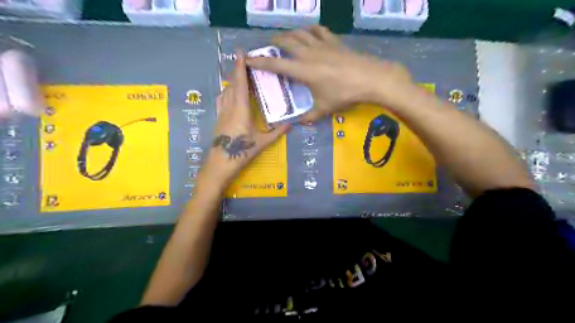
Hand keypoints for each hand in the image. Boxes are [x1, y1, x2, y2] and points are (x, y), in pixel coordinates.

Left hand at [201, 52, 292, 188]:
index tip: (240, 53)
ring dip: (232, 81)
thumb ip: (276, 133)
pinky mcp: (218, 118)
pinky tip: (230, 94)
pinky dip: (227, 92)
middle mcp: (229, 107)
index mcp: (241, 110)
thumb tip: (291, 124)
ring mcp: (222, 112)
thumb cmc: (241, 152)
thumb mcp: (261, 143)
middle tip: (245, 62)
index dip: (240, 67)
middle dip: (237, 71)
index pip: (240, 84)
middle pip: (232, 84)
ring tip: (240, 76)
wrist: (220, 163)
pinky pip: (222, 100)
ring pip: (226, 91)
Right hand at [245, 25, 415, 121]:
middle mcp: (308, 54)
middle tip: (268, 45)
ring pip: (300, 33)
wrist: (370, 78)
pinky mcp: (334, 41)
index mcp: (302, 71)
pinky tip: (309, 32)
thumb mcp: (325, 109)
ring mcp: (321, 45)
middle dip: (274, 42)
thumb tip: (299, 124)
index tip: (247, 59)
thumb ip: (309, 117)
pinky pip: (318, 30)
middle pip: (286, 42)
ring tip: (285, 37)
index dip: (259, 62)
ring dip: (290, 33)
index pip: (275, 64)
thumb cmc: (344, 94)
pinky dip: (310, 29)